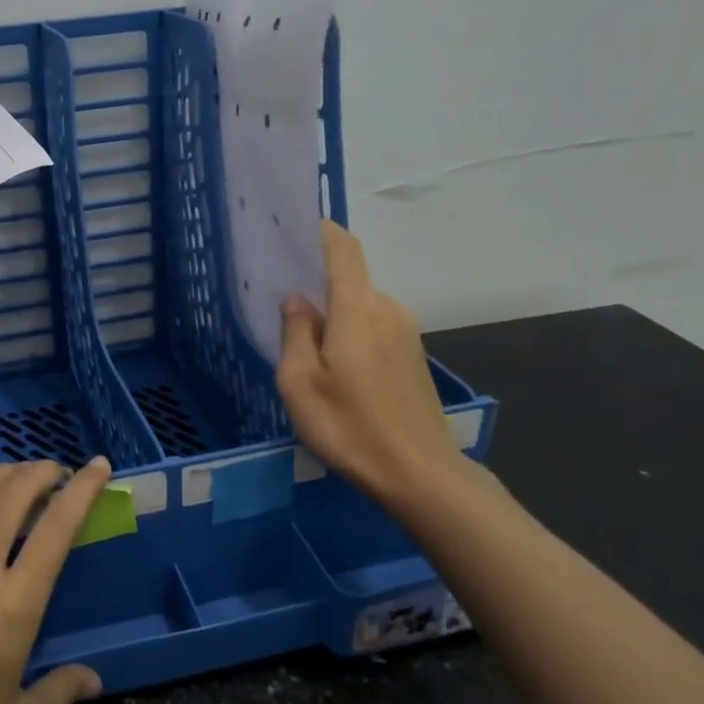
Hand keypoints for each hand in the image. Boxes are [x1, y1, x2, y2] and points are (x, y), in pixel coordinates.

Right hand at [277, 221, 468, 513]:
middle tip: (283, 308)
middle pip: (350, 280)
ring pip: (361, 308)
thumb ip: (295, 332)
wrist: (420, 474)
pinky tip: (336, 371)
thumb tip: (297, 300)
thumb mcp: (300, 383)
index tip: (294, 229)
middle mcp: (388, 310)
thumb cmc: (350, 427)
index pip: (344, 250)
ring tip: (305, 348)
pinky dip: (351, 334)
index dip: (321, 232)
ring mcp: (406, 334)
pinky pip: (375, 329)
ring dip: (334, 316)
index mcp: (358, 309)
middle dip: (318, 285)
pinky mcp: (413, 358)